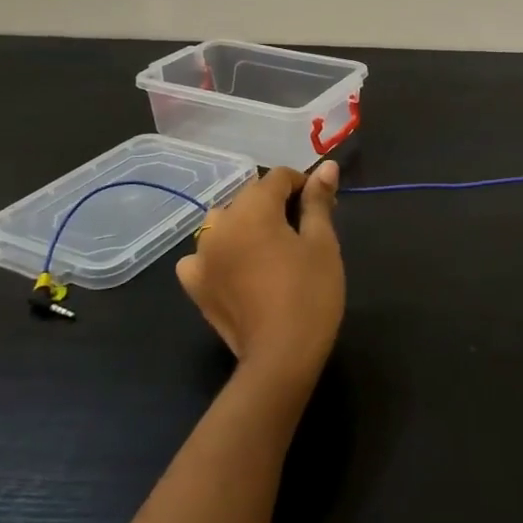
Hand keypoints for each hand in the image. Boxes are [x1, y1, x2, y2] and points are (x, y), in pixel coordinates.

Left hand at [176, 161, 344, 388]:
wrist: (281, 355)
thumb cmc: (310, 293)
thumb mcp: (322, 243)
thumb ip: (318, 201)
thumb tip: (327, 167)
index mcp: (252, 209)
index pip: (278, 178)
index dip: (304, 185)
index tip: (322, 206)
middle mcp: (219, 225)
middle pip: (250, 198)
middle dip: (277, 205)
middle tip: (304, 229)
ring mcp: (201, 256)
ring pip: (224, 223)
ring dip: (246, 225)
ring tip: (270, 247)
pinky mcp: (195, 285)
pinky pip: (202, 256)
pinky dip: (218, 254)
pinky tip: (235, 267)